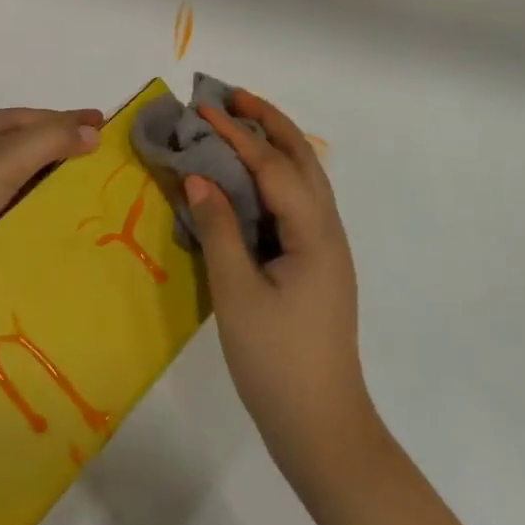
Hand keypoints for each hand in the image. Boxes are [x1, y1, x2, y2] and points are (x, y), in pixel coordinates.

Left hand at [0, 106, 102, 297]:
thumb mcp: (7, 158)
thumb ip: (52, 140)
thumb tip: (93, 129)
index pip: (40, 117)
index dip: (74, 120)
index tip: (108, 127)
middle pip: (32, 145)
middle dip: (67, 153)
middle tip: (108, 168)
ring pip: (22, 177)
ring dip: (51, 185)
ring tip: (91, 199)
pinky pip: (10, 205)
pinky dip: (32, 209)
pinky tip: (55, 224)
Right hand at [186, 91, 373, 490]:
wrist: (322, 428)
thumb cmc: (277, 361)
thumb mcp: (237, 294)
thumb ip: (218, 230)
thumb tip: (198, 177)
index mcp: (313, 234)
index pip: (273, 167)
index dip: (237, 135)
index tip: (204, 109)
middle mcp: (327, 231)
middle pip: (303, 160)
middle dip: (270, 123)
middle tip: (233, 96)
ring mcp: (325, 248)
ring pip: (304, 179)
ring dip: (275, 144)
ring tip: (241, 122)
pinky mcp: (316, 264)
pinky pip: (296, 202)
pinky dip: (274, 175)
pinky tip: (250, 179)